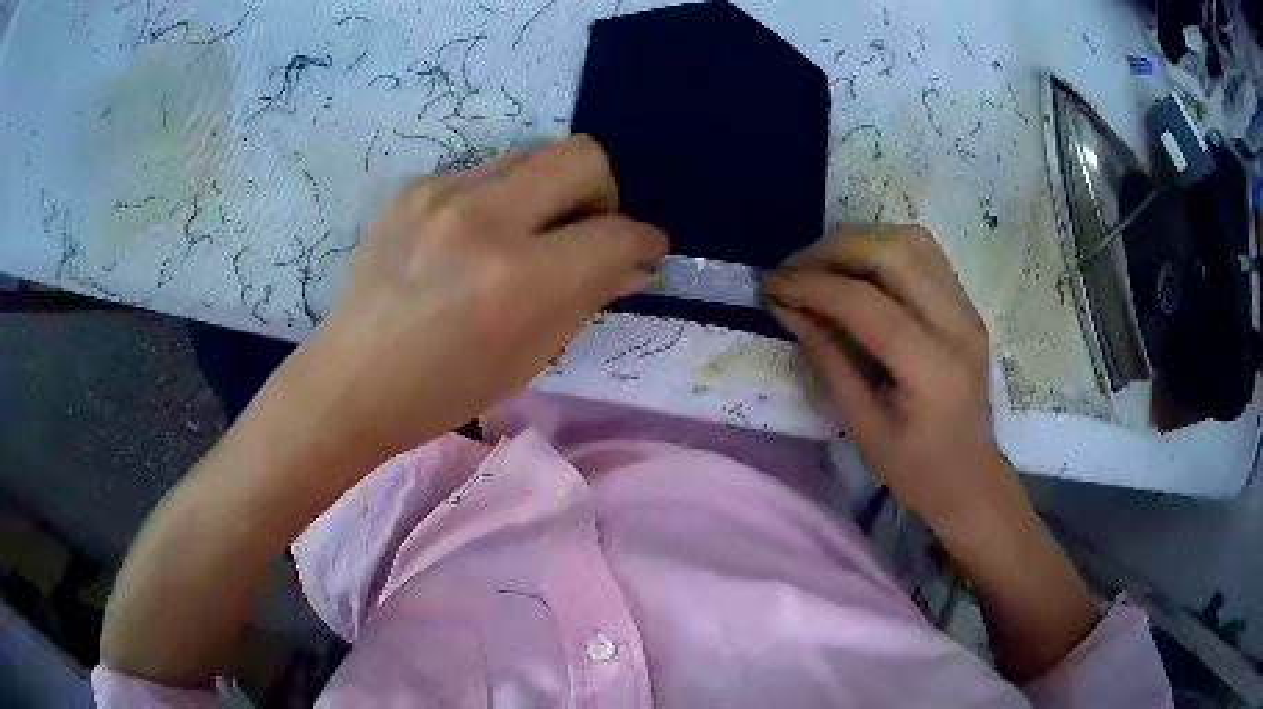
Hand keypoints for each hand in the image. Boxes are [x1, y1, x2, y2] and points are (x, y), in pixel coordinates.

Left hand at [290, 136, 667, 460]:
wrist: (353, 380)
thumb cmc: (445, 390)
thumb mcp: (531, 356)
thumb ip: (589, 296)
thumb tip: (631, 263)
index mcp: (522, 279)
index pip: (616, 233)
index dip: (644, 243)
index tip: (642, 254)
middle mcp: (486, 217)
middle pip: (583, 156)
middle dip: (602, 193)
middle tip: (583, 233)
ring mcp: (443, 193)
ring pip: (533, 156)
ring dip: (548, 193)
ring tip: (523, 239)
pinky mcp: (415, 187)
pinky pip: (485, 173)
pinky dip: (500, 200)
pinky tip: (471, 241)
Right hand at [764, 225, 1008, 527]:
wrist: (970, 476)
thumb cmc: (915, 468)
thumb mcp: (862, 426)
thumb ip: (828, 359)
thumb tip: (787, 307)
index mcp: (933, 370)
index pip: (868, 305)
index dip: (814, 287)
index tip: (772, 285)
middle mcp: (958, 326)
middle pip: (894, 253)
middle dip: (833, 251)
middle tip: (792, 270)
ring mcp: (968, 309)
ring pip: (910, 241)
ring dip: (858, 242)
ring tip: (820, 266)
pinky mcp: (966, 303)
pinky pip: (922, 253)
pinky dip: (881, 248)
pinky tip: (855, 269)